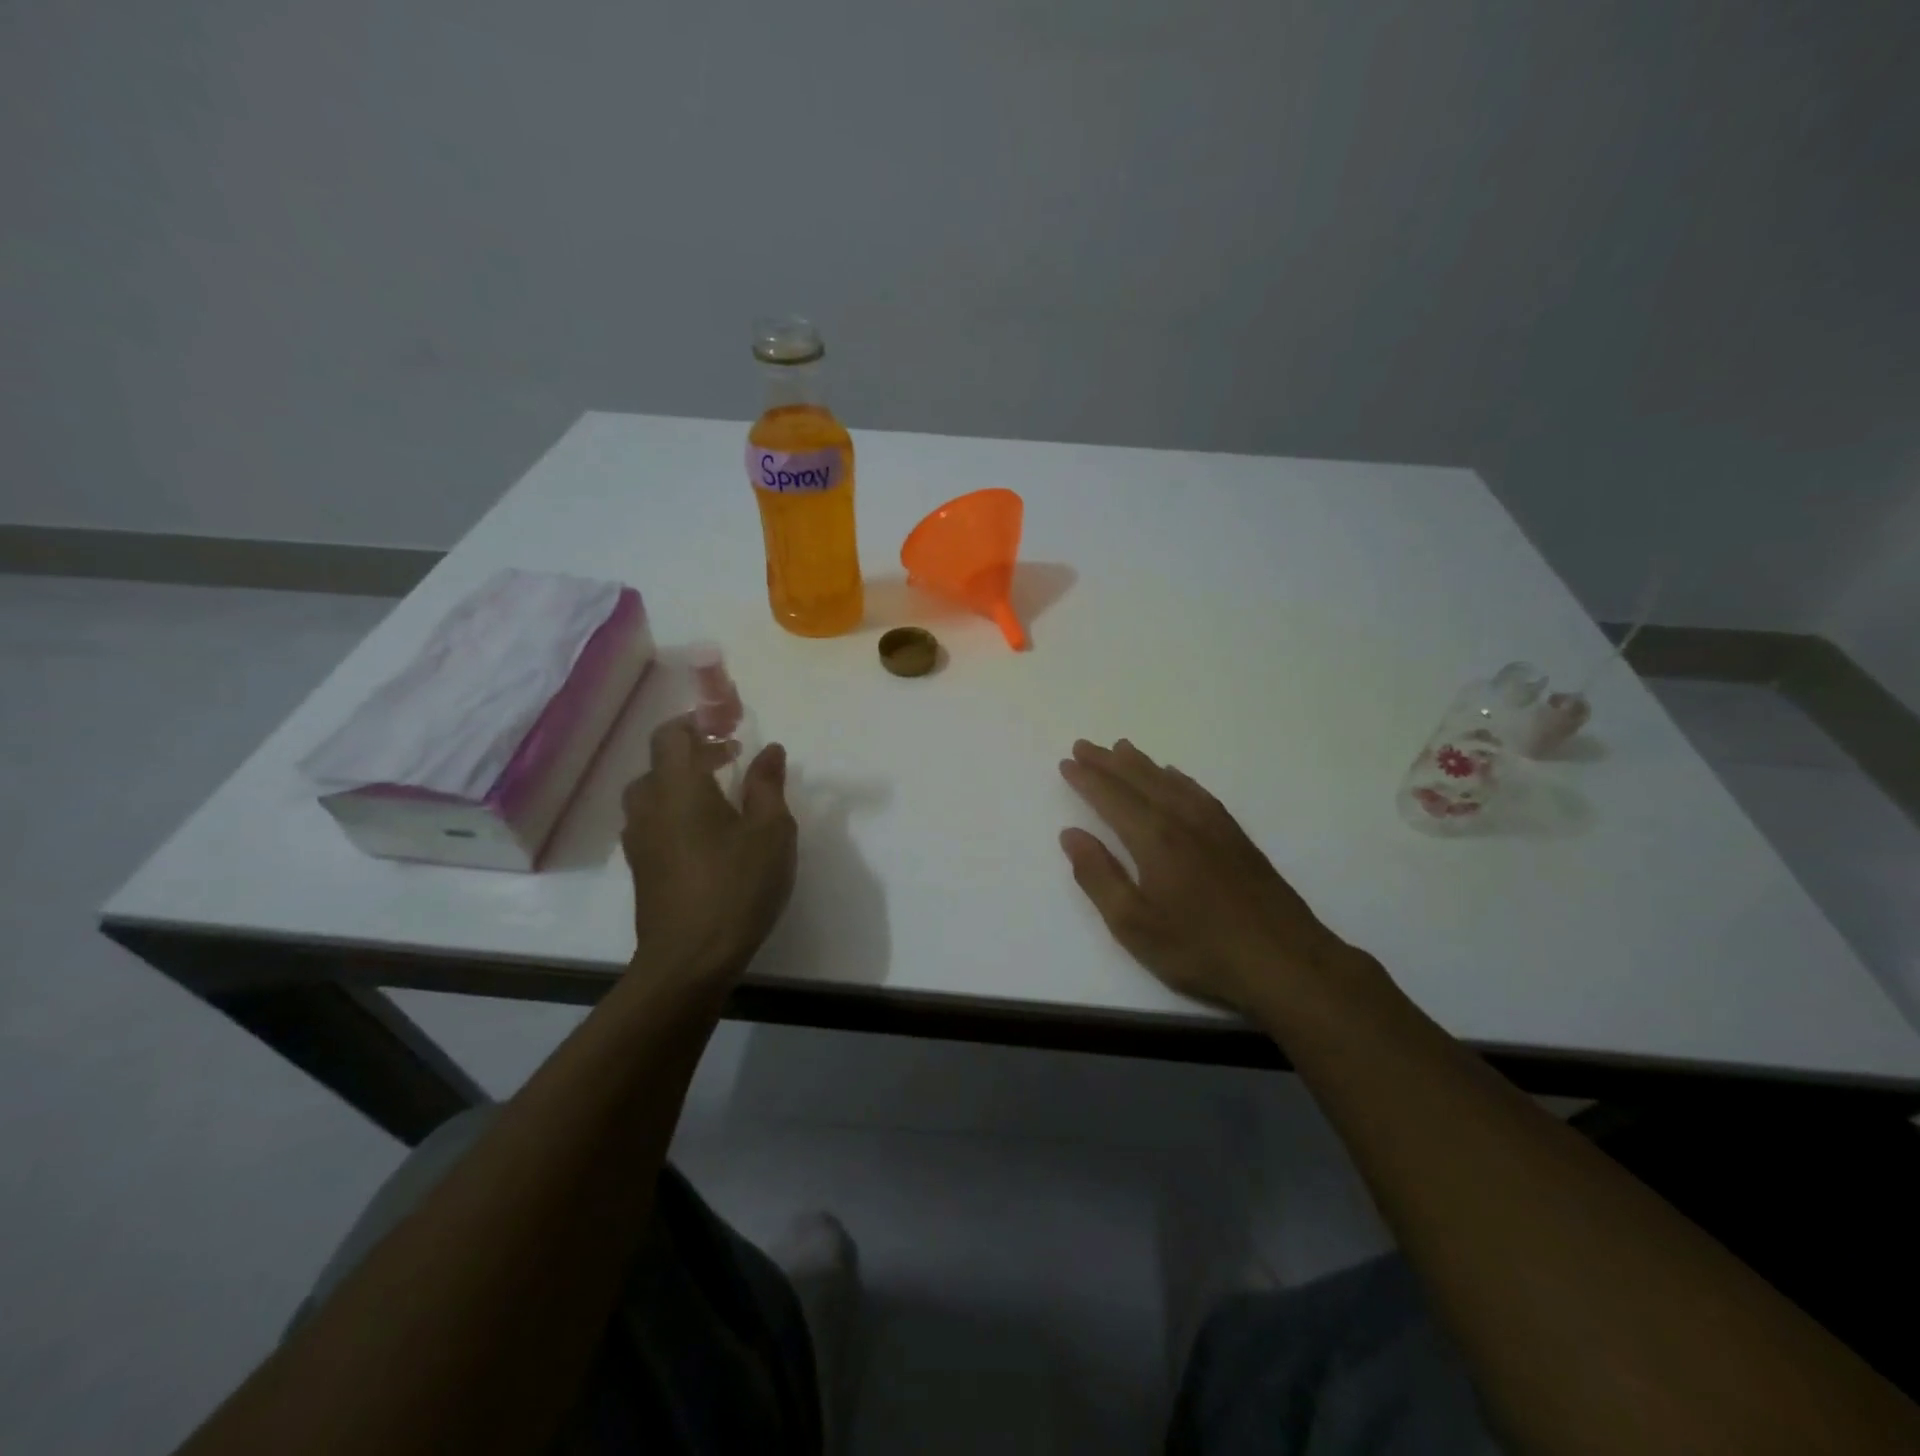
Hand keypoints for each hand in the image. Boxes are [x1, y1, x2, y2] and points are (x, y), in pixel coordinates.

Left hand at [622, 717, 797, 984]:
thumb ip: (768, 785)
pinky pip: (652, 819)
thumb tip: (770, 750)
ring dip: (682, 781)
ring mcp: (639, 838)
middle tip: (730, 757)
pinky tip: (705, 832)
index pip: (672, 735)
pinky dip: (674, 809)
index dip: (698, 722)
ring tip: (719, 794)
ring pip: (652, 792)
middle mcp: (648, 805)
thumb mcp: (771, 831)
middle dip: (693, 751)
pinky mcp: (641, 866)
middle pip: (659, 761)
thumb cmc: (736, 886)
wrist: (689, 958)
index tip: (728, 725)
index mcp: (678, 787)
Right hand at [1058, 738, 1360, 1017]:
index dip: (1087, 779)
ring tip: (1121, 749)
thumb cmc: (1199, 949)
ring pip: (1170, 781)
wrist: (1284, 961)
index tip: (1067, 763)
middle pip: (1139, 780)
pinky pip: (1198, 792)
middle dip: (1108, 762)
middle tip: (1085, 745)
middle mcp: (1182, 820)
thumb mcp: (1134, 925)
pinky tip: (1175, 777)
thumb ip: (1098, 876)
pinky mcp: (1236, 837)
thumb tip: (1071, 835)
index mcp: (1154, 838)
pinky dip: (1178, 779)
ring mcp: (1214, 826)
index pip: (1111, 798)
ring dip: (1141, 764)